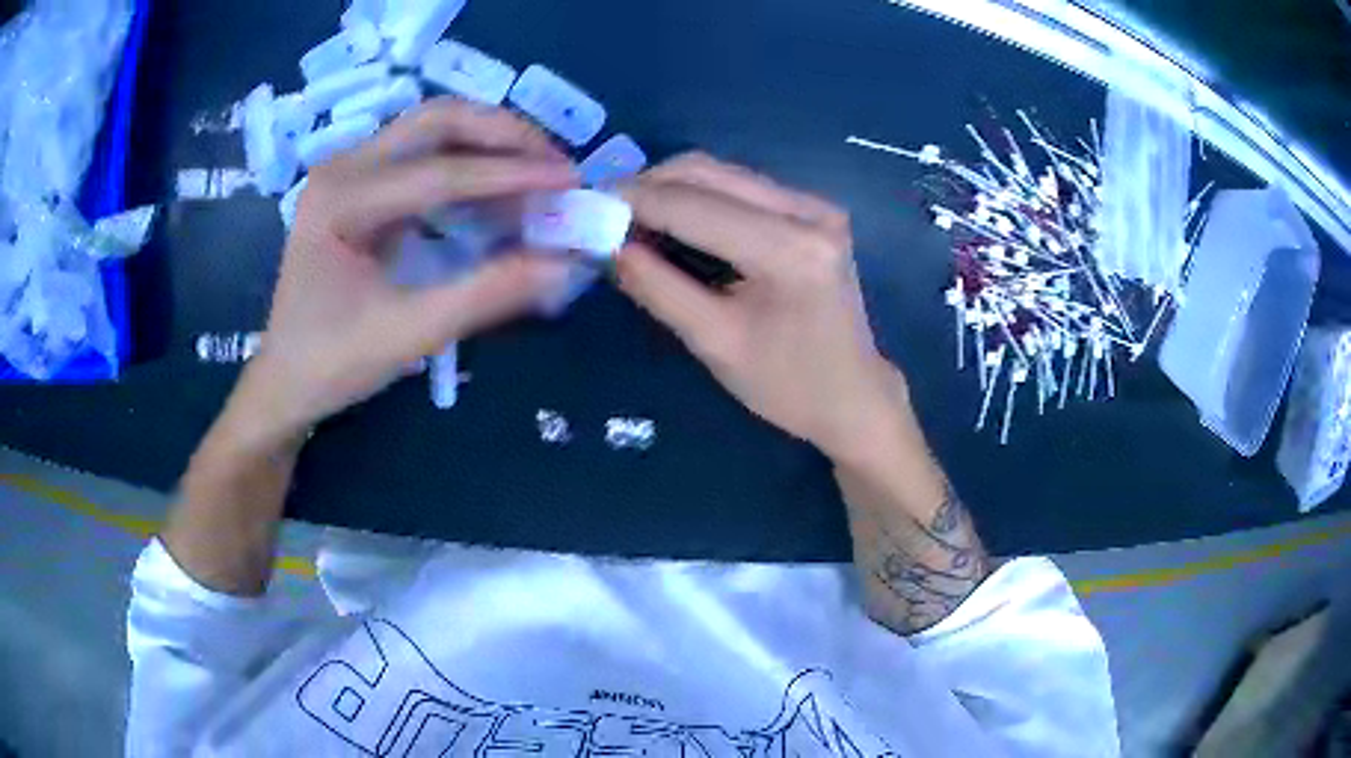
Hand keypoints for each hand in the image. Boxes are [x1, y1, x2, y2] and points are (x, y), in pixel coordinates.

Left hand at [229, 100, 580, 447]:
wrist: (284, 380)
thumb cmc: (332, 363)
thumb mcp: (408, 335)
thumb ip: (485, 295)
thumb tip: (562, 264)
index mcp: (340, 200)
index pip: (440, 171)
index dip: (512, 175)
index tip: (572, 182)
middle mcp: (343, 167)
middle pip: (437, 121)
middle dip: (505, 135)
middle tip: (556, 167)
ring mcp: (350, 170)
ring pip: (433, 130)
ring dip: (491, 145)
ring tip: (539, 176)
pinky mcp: (362, 185)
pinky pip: (425, 157)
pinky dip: (471, 166)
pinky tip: (499, 194)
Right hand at [616, 153, 903, 461]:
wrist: (854, 396)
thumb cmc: (788, 386)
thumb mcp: (714, 342)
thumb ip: (656, 287)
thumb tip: (605, 244)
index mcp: (789, 250)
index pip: (693, 206)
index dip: (632, 201)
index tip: (584, 205)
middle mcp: (809, 211)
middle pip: (709, 172)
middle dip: (648, 186)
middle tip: (603, 211)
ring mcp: (816, 205)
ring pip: (723, 173)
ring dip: (672, 188)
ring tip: (631, 218)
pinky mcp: (814, 210)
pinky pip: (741, 187)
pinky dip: (699, 197)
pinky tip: (673, 220)